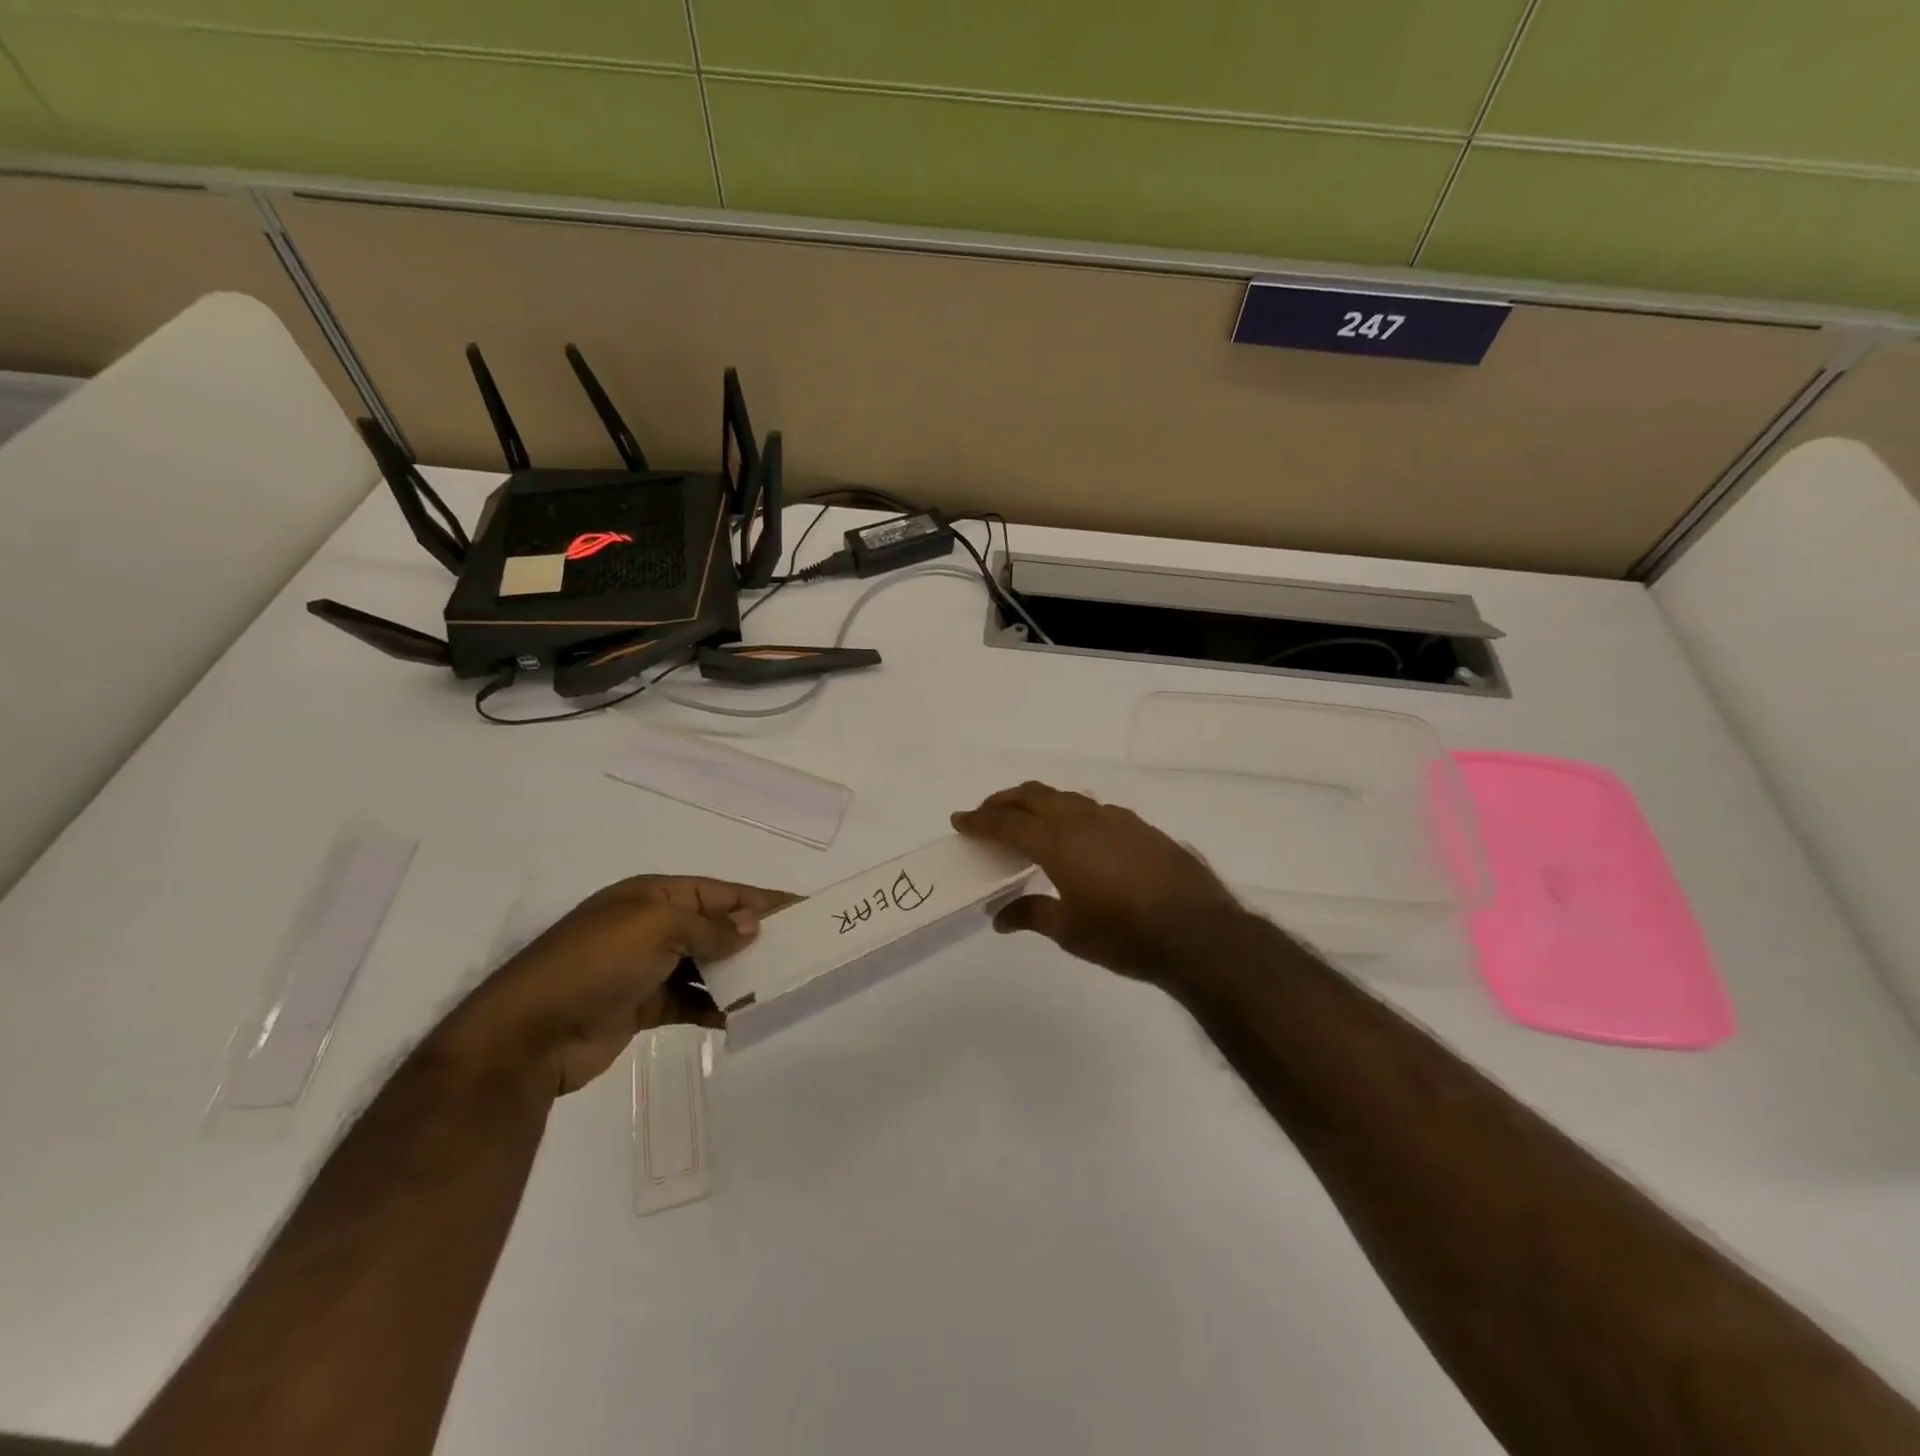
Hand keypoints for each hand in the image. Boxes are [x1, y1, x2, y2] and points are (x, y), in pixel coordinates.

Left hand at [443, 875, 794, 1094]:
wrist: (528, 1036)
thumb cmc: (595, 964)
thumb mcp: (656, 928)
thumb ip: (709, 927)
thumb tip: (751, 926)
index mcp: (654, 895)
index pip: (721, 892)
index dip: (761, 899)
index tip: (802, 908)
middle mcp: (652, 926)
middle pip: (716, 926)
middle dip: (754, 936)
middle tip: (799, 949)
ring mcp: (646, 967)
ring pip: (707, 965)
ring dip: (738, 974)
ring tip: (778, 984)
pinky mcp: (642, 1006)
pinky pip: (691, 1000)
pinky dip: (715, 1006)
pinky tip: (742, 1015)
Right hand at [952, 781, 1251, 984]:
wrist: (1199, 933)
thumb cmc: (1125, 935)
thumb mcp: (1070, 931)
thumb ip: (1032, 915)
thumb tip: (1000, 916)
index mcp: (1058, 842)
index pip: (1008, 822)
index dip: (980, 820)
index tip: (959, 820)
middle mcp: (1084, 820)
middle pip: (1034, 795)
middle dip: (1004, 800)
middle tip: (986, 813)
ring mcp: (1116, 819)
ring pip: (1066, 797)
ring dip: (1038, 802)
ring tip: (1027, 819)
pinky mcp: (1140, 826)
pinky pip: (1093, 809)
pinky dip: (1070, 812)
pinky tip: (1077, 835)